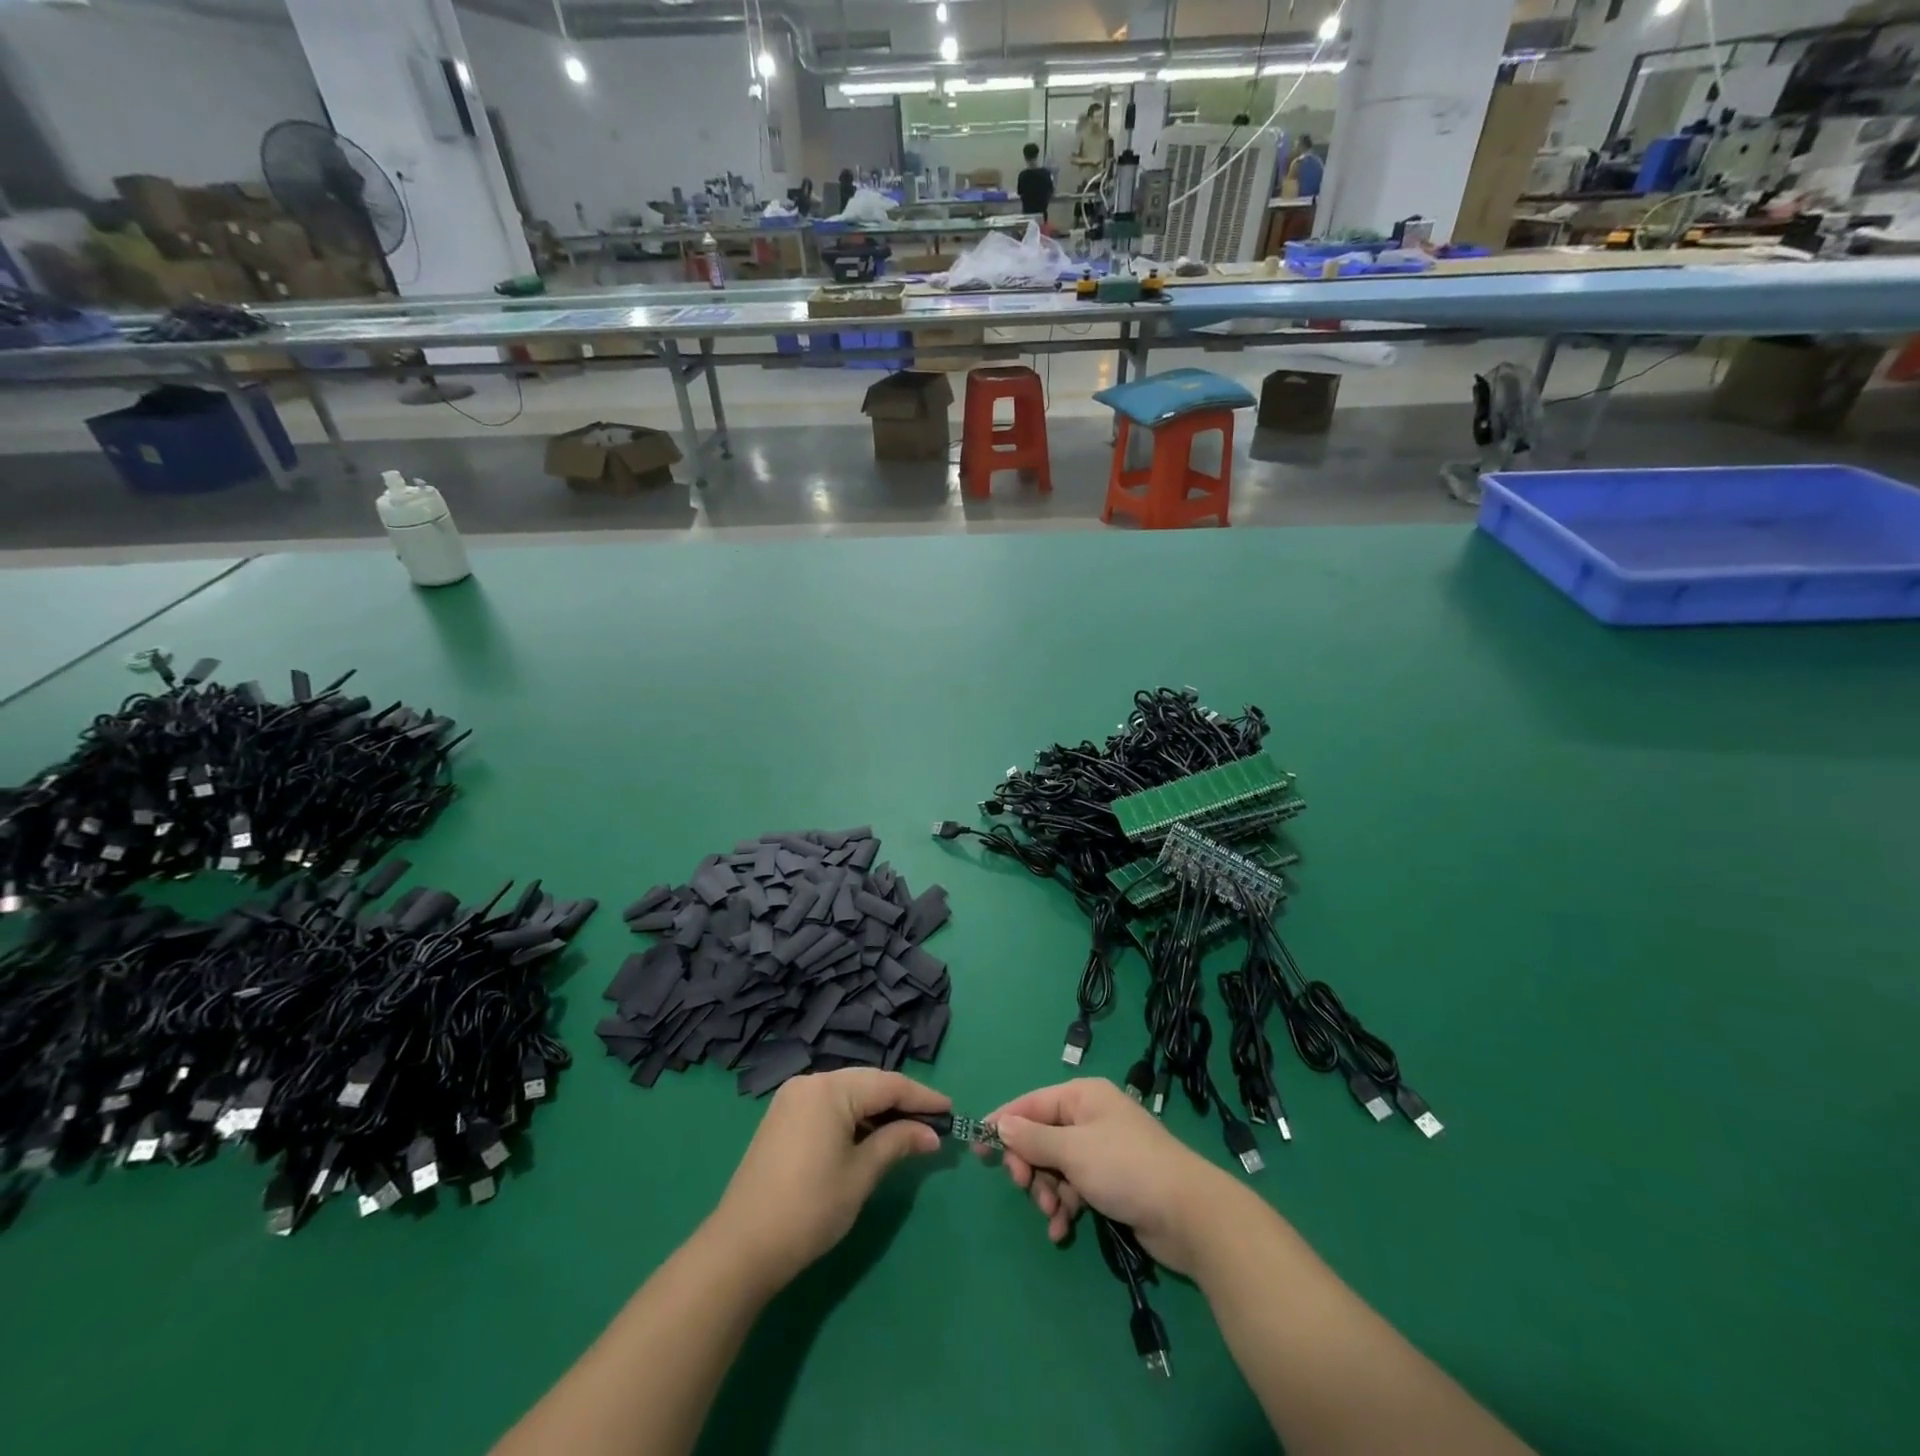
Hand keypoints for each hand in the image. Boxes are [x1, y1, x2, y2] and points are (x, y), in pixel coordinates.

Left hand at [706, 1069, 949, 1289]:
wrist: (741, 1247)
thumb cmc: (809, 1208)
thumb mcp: (860, 1175)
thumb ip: (897, 1143)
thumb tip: (931, 1133)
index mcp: (830, 1088)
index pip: (888, 1084)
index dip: (922, 1097)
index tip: (951, 1110)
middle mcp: (810, 1082)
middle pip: (868, 1082)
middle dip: (901, 1101)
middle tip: (933, 1121)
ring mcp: (793, 1099)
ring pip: (848, 1093)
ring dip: (878, 1109)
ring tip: (908, 1130)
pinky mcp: (783, 1118)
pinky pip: (830, 1105)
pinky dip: (854, 1117)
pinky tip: (871, 1135)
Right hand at [983, 1077, 1241, 1274]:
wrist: (1187, 1214)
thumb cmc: (1125, 1168)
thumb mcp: (1073, 1151)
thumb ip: (1033, 1139)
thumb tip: (1001, 1125)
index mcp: (1082, 1097)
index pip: (1031, 1104)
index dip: (1004, 1124)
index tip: (978, 1148)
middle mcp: (1091, 1118)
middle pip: (1042, 1137)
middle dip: (1030, 1166)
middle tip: (1024, 1187)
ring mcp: (1102, 1151)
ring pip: (1056, 1167)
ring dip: (1047, 1192)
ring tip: (1053, 1215)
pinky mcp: (1112, 1183)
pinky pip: (1075, 1188)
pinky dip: (1065, 1207)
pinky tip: (1062, 1230)